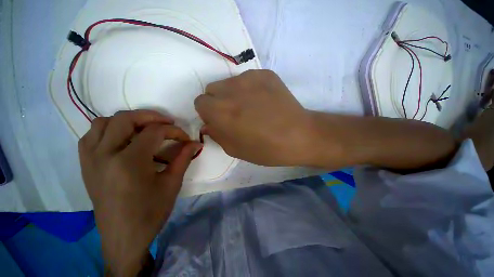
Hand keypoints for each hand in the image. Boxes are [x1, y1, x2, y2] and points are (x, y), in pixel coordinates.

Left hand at [78, 110, 201, 275]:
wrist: (123, 238)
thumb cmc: (151, 212)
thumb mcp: (172, 183)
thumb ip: (184, 158)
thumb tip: (196, 143)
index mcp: (129, 162)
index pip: (154, 132)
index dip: (174, 131)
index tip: (185, 138)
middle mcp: (105, 155)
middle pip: (125, 119)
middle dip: (151, 116)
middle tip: (167, 123)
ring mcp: (90, 159)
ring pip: (103, 122)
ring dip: (127, 121)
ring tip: (144, 129)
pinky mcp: (86, 165)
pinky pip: (91, 136)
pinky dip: (108, 130)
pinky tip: (122, 140)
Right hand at [194, 70, 314, 165]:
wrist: (299, 136)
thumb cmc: (266, 149)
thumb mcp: (235, 150)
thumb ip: (217, 134)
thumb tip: (208, 124)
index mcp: (220, 111)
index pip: (200, 102)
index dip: (209, 113)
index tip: (221, 120)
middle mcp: (231, 90)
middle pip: (212, 89)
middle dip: (218, 102)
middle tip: (235, 114)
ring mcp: (249, 78)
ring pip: (229, 82)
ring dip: (233, 94)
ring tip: (251, 107)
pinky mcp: (265, 73)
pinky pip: (247, 78)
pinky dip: (249, 88)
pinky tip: (263, 101)